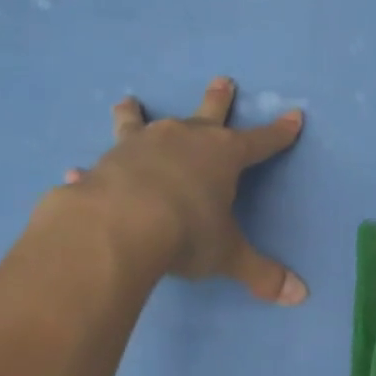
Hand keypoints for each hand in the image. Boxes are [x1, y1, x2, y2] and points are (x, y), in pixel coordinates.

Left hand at [63, 77, 306, 303]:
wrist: (120, 225)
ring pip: (143, 122)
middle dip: (219, 98)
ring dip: (137, 113)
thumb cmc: (187, 233)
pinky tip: (76, 170)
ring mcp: (141, 145)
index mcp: (223, 156)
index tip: (294, 115)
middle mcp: (184, 139)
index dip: (279, 132)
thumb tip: (300, 296)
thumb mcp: (228, 256)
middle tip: (224, 80)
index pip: (260, 141)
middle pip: (208, 112)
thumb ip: (261, 273)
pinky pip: (100, 162)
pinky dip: (92, 168)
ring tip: (129, 101)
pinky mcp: (106, 162)